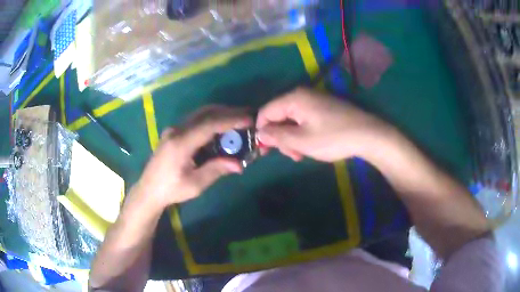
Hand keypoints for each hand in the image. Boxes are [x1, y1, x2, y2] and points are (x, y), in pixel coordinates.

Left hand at [136, 106, 251, 209]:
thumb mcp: (195, 184)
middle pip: (206, 113)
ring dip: (220, 114)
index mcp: (181, 143)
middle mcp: (177, 130)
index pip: (210, 124)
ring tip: (238, 120)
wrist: (149, 189)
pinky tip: (221, 128)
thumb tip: (239, 165)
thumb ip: (216, 170)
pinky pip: (196, 120)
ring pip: (200, 114)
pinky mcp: (174, 132)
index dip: (231, 120)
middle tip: (247, 116)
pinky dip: (211, 120)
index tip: (249, 119)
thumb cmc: (171, 189)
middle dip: (229, 112)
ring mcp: (174, 129)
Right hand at [256, 87, 391, 161]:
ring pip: (291, 120)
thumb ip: (277, 136)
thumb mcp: (301, 141)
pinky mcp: (323, 108)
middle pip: (278, 116)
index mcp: (294, 98)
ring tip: (302, 154)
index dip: (262, 131)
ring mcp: (313, 101)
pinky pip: (303, 120)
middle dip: (280, 137)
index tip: (265, 150)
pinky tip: (310, 146)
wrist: (368, 134)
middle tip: (292, 155)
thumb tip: (259, 133)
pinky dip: (302, 134)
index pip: (265, 112)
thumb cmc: (333, 138)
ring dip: (292, 138)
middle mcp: (301, 95)